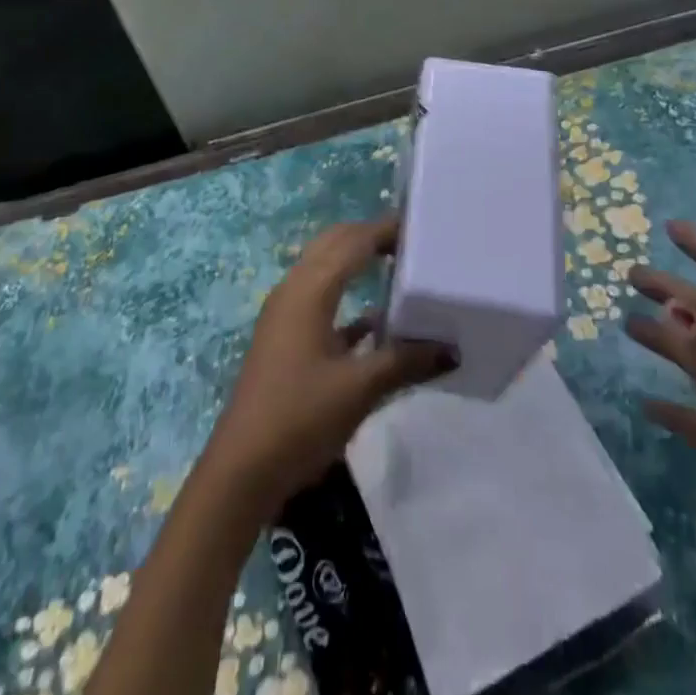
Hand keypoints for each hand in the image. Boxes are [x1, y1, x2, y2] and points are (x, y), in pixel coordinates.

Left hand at [203, 216, 454, 517]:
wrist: (243, 470)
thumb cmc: (300, 417)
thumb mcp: (359, 389)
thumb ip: (406, 362)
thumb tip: (452, 349)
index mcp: (309, 290)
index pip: (353, 241)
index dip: (385, 229)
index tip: (422, 225)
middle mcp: (294, 290)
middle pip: (335, 245)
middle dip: (370, 236)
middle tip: (413, 241)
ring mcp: (286, 315)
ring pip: (326, 270)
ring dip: (358, 262)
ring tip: (400, 266)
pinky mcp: (286, 339)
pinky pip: (322, 301)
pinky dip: (349, 299)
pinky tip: (378, 320)